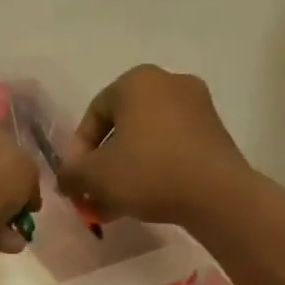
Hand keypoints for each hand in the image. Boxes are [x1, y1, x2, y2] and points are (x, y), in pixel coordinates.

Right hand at [58, 65, 247, 225]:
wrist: (218, 195)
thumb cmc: (148, 172)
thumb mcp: (94, 176)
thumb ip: (71, 174)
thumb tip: (66, 180)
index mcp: (136, 81)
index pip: (93, 115)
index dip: (79, 152)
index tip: (77, 181)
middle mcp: (169, 83)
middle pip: (121, 128)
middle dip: (104, 163)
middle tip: (94, 193)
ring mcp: (198, 106)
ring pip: (146, 140)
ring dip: (127, 169)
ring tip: (117, 203)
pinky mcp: (215, 132)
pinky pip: (172, 147)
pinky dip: (155, 168)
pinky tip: (145, 198)